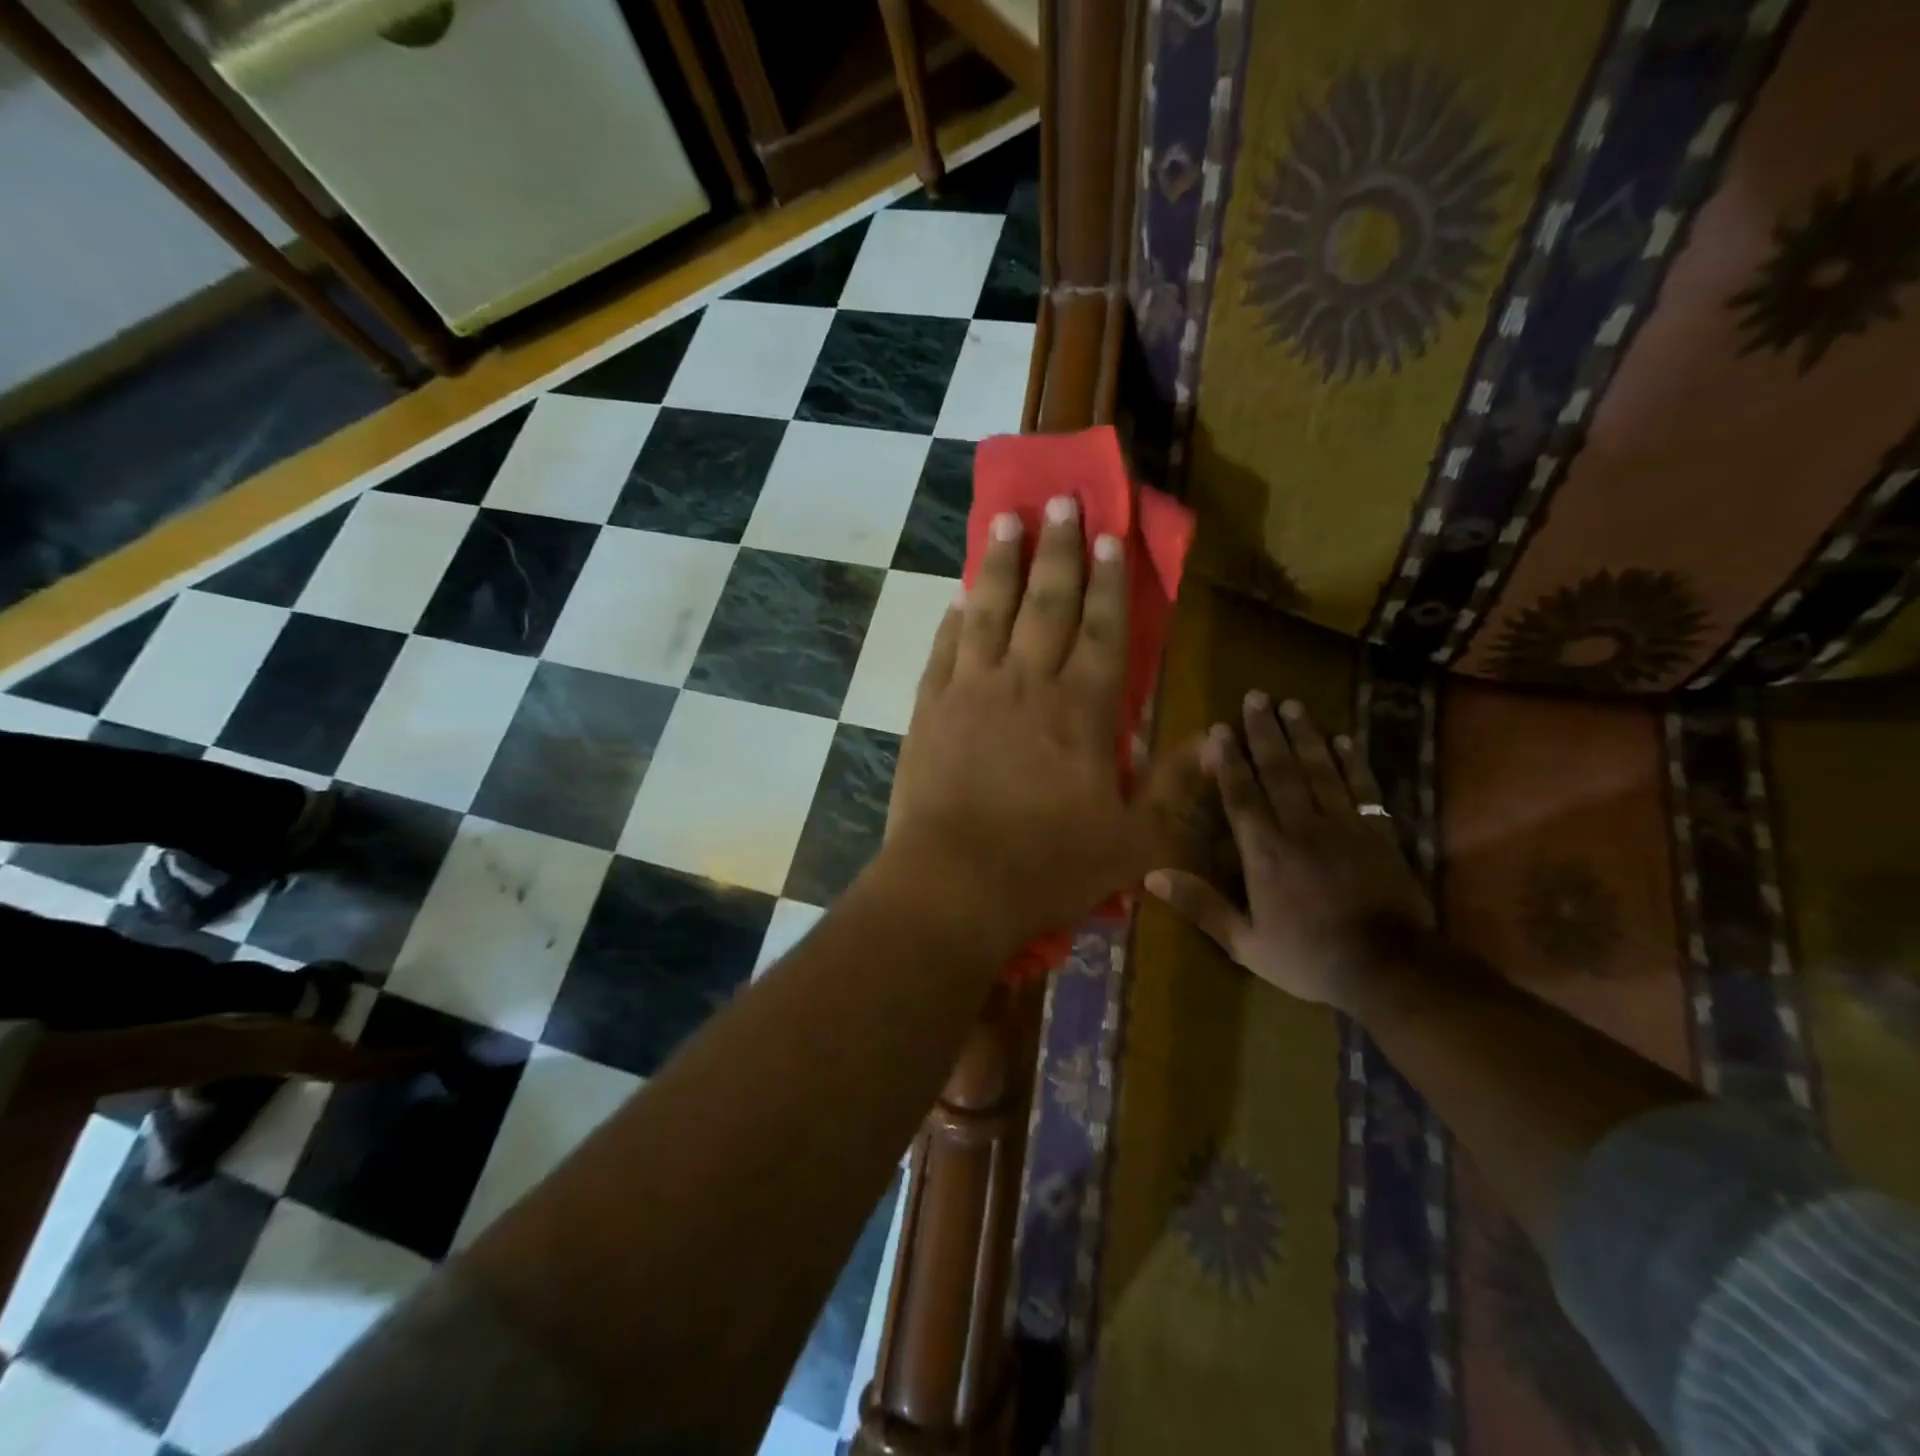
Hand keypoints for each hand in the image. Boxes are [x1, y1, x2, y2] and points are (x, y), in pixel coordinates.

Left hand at [880, 496, 1202, 949]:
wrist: (954, 885)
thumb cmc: (1049, 866)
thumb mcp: (1134, 842)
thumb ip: (1175, 788)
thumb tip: (1214, 740)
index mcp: (1082, 710)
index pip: (1102, 628)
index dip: (1110, 580)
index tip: (1112, 535)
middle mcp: (1028, 684)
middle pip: (1047, 604)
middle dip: (1060, 550)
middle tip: (1063, 502)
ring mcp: (972, 691)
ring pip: (992, 612)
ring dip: (1004, 564)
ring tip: (1009, 520)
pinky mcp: (930, 709)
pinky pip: (945, 649)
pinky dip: (955, 619)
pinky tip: (960, 595)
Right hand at [1145, 694, 1432, 1009]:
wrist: (1389, 968)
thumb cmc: (1309, 957)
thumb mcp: (1244, 943)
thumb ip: (1201, 906)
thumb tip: (1152, 876)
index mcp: (1264, 851)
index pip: (1241, 794)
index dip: (1230, 760)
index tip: (1220, 729)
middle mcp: (1300, 826)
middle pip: (1279, 769)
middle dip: (1264, 732)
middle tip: (1256, 696)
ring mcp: (1343, 825)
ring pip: (1319, 769)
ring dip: (1303, 735)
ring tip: (1291, 705)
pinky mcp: (1378, 832)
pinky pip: (1362, 788)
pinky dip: (1352, 761)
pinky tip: (1343, 739)